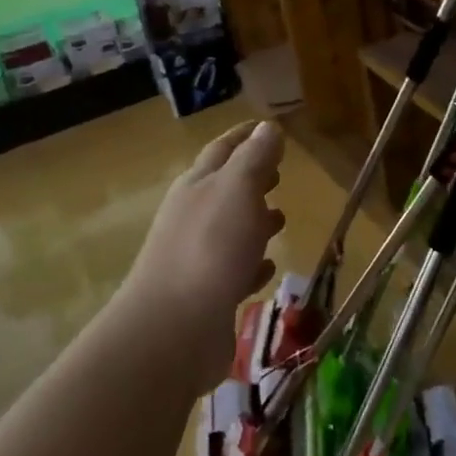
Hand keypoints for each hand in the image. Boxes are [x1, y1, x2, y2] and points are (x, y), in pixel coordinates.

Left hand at [125, 120, 285, 381]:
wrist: (174, 329)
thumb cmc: (210, 248)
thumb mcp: (238, 190)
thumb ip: (255, 158)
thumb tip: (267, 127)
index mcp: (197, 186)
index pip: (223, 149)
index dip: (246, 136)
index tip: (269, 127)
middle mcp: (192, 217)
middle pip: (224, 189)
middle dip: (252, 179)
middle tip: (280, 175)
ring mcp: (197, 258)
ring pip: (230, 230)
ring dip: (254, 221)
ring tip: (281, 218)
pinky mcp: (207, 296)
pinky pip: (234, 270)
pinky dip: (252, 263)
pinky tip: (267, 267)